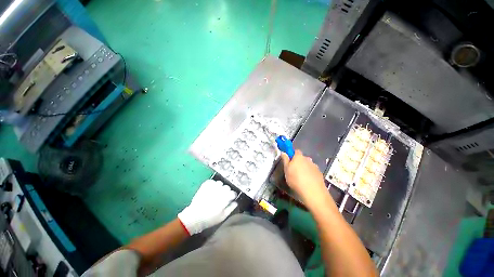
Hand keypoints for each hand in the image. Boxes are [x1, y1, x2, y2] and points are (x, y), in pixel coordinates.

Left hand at [178, 180, 237, 234]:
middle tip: (222, 197)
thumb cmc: (209, 219)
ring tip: (215, 193)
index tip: (229, 199)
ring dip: (219, 187)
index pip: (233, 193)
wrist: (194, 217)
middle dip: (226, 191)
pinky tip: (210, 190)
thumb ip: (231, 208)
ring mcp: (212, 187)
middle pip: (227, 187)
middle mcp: (220, 190)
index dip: (232, 196)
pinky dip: (212, 184)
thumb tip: (235, 202)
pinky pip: (212, 181)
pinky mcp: (205, 185)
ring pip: (220, 183)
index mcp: (225, 198)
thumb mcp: (222, 217)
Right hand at [281, 150, 328, 206]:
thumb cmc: (296, 179)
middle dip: (299, 162)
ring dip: (305, 168)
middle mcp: (308, 159)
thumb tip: (283, 152)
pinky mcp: (320, 174)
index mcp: (299, 157)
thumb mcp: (286, 170)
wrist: (313, 192)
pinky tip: (308, 182)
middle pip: (302, 158)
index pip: (296, 151)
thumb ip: (285, 160)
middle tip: (294, 171)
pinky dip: (310, 174)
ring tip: (301, 178)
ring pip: (308, 165)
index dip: (292, 155)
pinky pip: (313, 172)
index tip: (289, 161)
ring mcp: (315, 166)